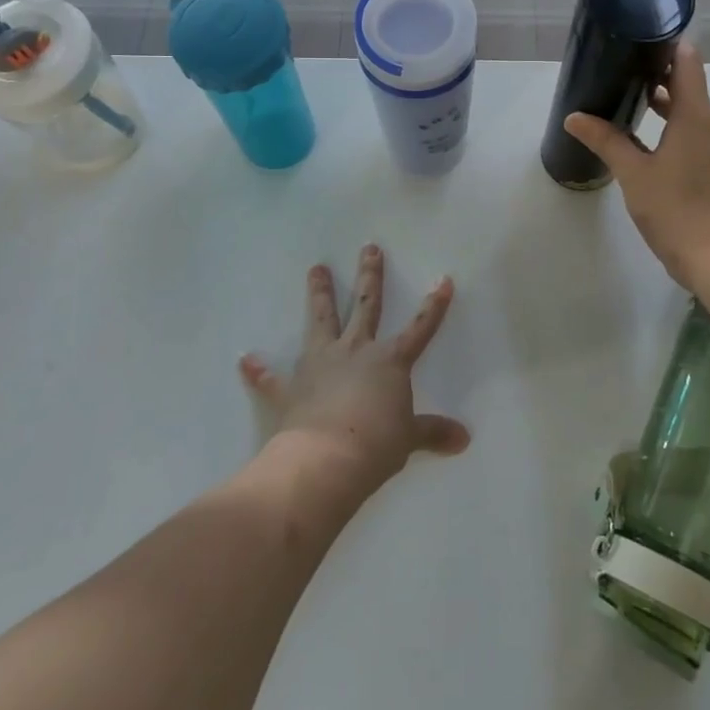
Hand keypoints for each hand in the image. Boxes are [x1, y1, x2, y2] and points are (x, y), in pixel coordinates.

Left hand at [239, 245, 470, 495]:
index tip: (443, 279)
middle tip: (368, 248)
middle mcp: (355, 350)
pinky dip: (259, 370)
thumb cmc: (375, 445)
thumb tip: (464, 439)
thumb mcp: (409, 439)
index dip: (434, 305)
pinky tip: (246, 360)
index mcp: (389, 361)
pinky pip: (272, 378)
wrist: (325, 461)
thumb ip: (433, 432)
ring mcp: (320, 364)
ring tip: (316, 268)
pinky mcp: (292, 388)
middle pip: (366, 305)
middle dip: (370, 275)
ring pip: (321, 320)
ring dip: (320, 294)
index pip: (420, 328)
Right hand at [563, 42, 709, 290]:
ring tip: (626, 98)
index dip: (665, 44)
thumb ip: (606, 140)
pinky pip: (693, 131)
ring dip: (663, 102)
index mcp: (696, 115)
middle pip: (688, 83)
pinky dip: (671, 125)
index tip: (637, 36)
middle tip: (619, 67)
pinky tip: (644, 137)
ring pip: (690, 110)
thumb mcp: (634, 174)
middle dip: (656, 73)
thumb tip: (574, 117)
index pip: (687, 61)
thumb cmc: (677, 210)